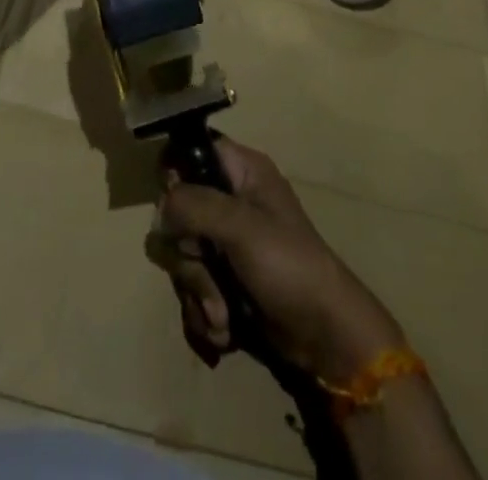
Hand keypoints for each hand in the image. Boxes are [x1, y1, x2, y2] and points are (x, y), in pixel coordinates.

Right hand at [156, 138, 404, 381]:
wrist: (324, 337)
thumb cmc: (290, 266)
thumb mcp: (242, 227)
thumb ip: (196, 205)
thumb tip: (163, 204)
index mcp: (241, 171)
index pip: (192, 149)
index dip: (176, 174)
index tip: (175, 206)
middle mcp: (229, 200)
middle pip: (178, 211)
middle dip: (188, 253)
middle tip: (208, 266)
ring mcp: (225, 242)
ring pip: (182, 255)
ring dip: (198, 291)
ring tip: (223, 315)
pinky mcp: (224, 280)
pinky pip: (192, 288)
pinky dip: (204, 312)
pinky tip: (225, 330)